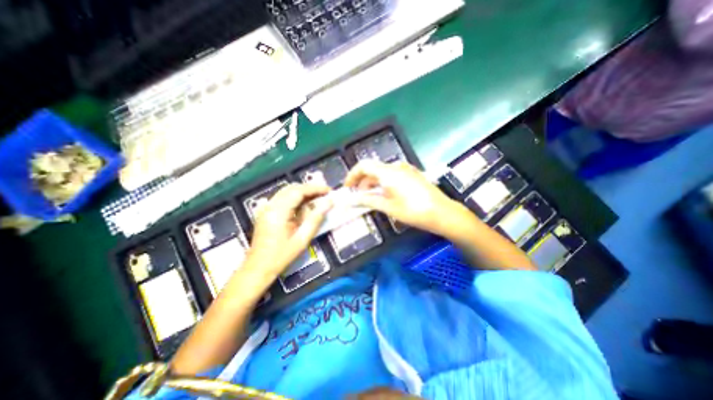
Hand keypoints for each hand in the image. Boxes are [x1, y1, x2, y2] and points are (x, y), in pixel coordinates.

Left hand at [245, 182, 330, 273]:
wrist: (258, 267)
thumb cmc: (282, 255)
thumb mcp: (302, 238)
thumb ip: (316, 218)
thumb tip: (329, 202)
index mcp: (278, 211)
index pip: (298, 191)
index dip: (315, 188)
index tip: (329, 190)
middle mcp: (270, 205)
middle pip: (292, 188)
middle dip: (310, 189)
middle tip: (325, 194)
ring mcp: (266, 207)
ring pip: (287, 191)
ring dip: (303, 192)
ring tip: (318, 198)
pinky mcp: (266, 211)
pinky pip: (283, 198)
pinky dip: (296, 198)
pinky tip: (305, 205)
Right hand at [344, 159, 456, 234]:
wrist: (442, 213)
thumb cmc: (413, 211)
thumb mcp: (388, 207)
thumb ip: (367, 201)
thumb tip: (351, 200)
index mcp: (388, 172)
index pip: (363, 166)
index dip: (352, 175)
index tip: (348, 188)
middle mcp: (396, 167)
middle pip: (372, 169)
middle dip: (362, 181)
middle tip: (358, 196)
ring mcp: (405, 169)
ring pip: (382, 172)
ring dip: (373, 183)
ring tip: (370, 198)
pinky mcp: (412, 175)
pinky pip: (392, 175)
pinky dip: (383, 183)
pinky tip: (384, 194)